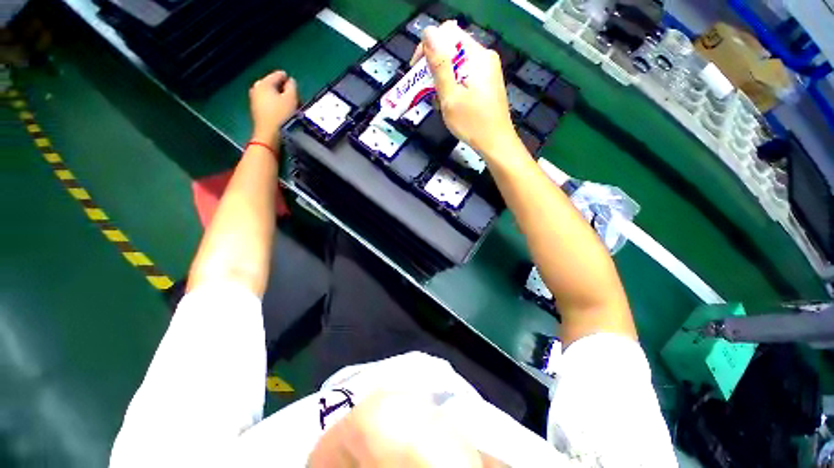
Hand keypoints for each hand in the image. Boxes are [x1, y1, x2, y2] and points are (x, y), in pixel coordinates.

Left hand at [249, 70, 298, 147]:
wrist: (269, 135)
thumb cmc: (281, 115)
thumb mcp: (291, 98)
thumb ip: (292, 86)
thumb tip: (291, 81)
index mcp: (264, 82)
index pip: (279, 75)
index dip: (290, 81)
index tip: (298, 91)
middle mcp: (257, 88)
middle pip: (275, 85)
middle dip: (286, 91)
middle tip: (296, 101)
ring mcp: (255, 99)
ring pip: (272, 94)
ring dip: (282, 99)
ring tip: (291, 109)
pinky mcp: (257, 110)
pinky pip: (269, 103)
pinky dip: (277, 106)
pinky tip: (284, 114)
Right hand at [412, 22, 516, 156]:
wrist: (496, 144)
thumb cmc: (473, 124)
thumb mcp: (451, 97)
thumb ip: (439, 66)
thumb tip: (428, 33)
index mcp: (478, 56)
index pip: (448, 34)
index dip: (428, 47)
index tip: (417, 69)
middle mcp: (485, 58)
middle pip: (452, 50)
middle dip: (435, 69)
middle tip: (426, 91)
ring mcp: (488, 71)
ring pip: (457, 65)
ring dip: (443, 81)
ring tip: (440, 103)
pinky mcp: (487, 83)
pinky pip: (465, 77)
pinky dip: (453, 87)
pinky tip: (451, 104)